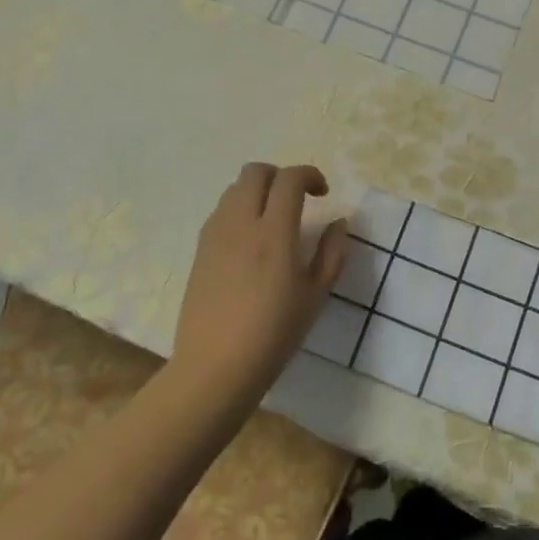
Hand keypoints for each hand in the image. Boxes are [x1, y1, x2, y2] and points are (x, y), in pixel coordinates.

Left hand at [173, 163, 348, 401]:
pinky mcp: (200, 250)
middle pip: (256, 171)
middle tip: (297, 200)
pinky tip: (250, 240)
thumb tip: (338, 223)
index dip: (310, 175)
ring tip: (273, 219)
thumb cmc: (273, 334)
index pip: (289, 179)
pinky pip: (221, 211)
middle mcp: (241, 223)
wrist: (215, 368)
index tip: (323, 194)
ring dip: (258, 191)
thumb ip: (332, 253)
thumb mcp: (315, 296)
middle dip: (281, 175)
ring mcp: (215, 235)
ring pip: (234, 188)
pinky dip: (239, 209)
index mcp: (274, 233)